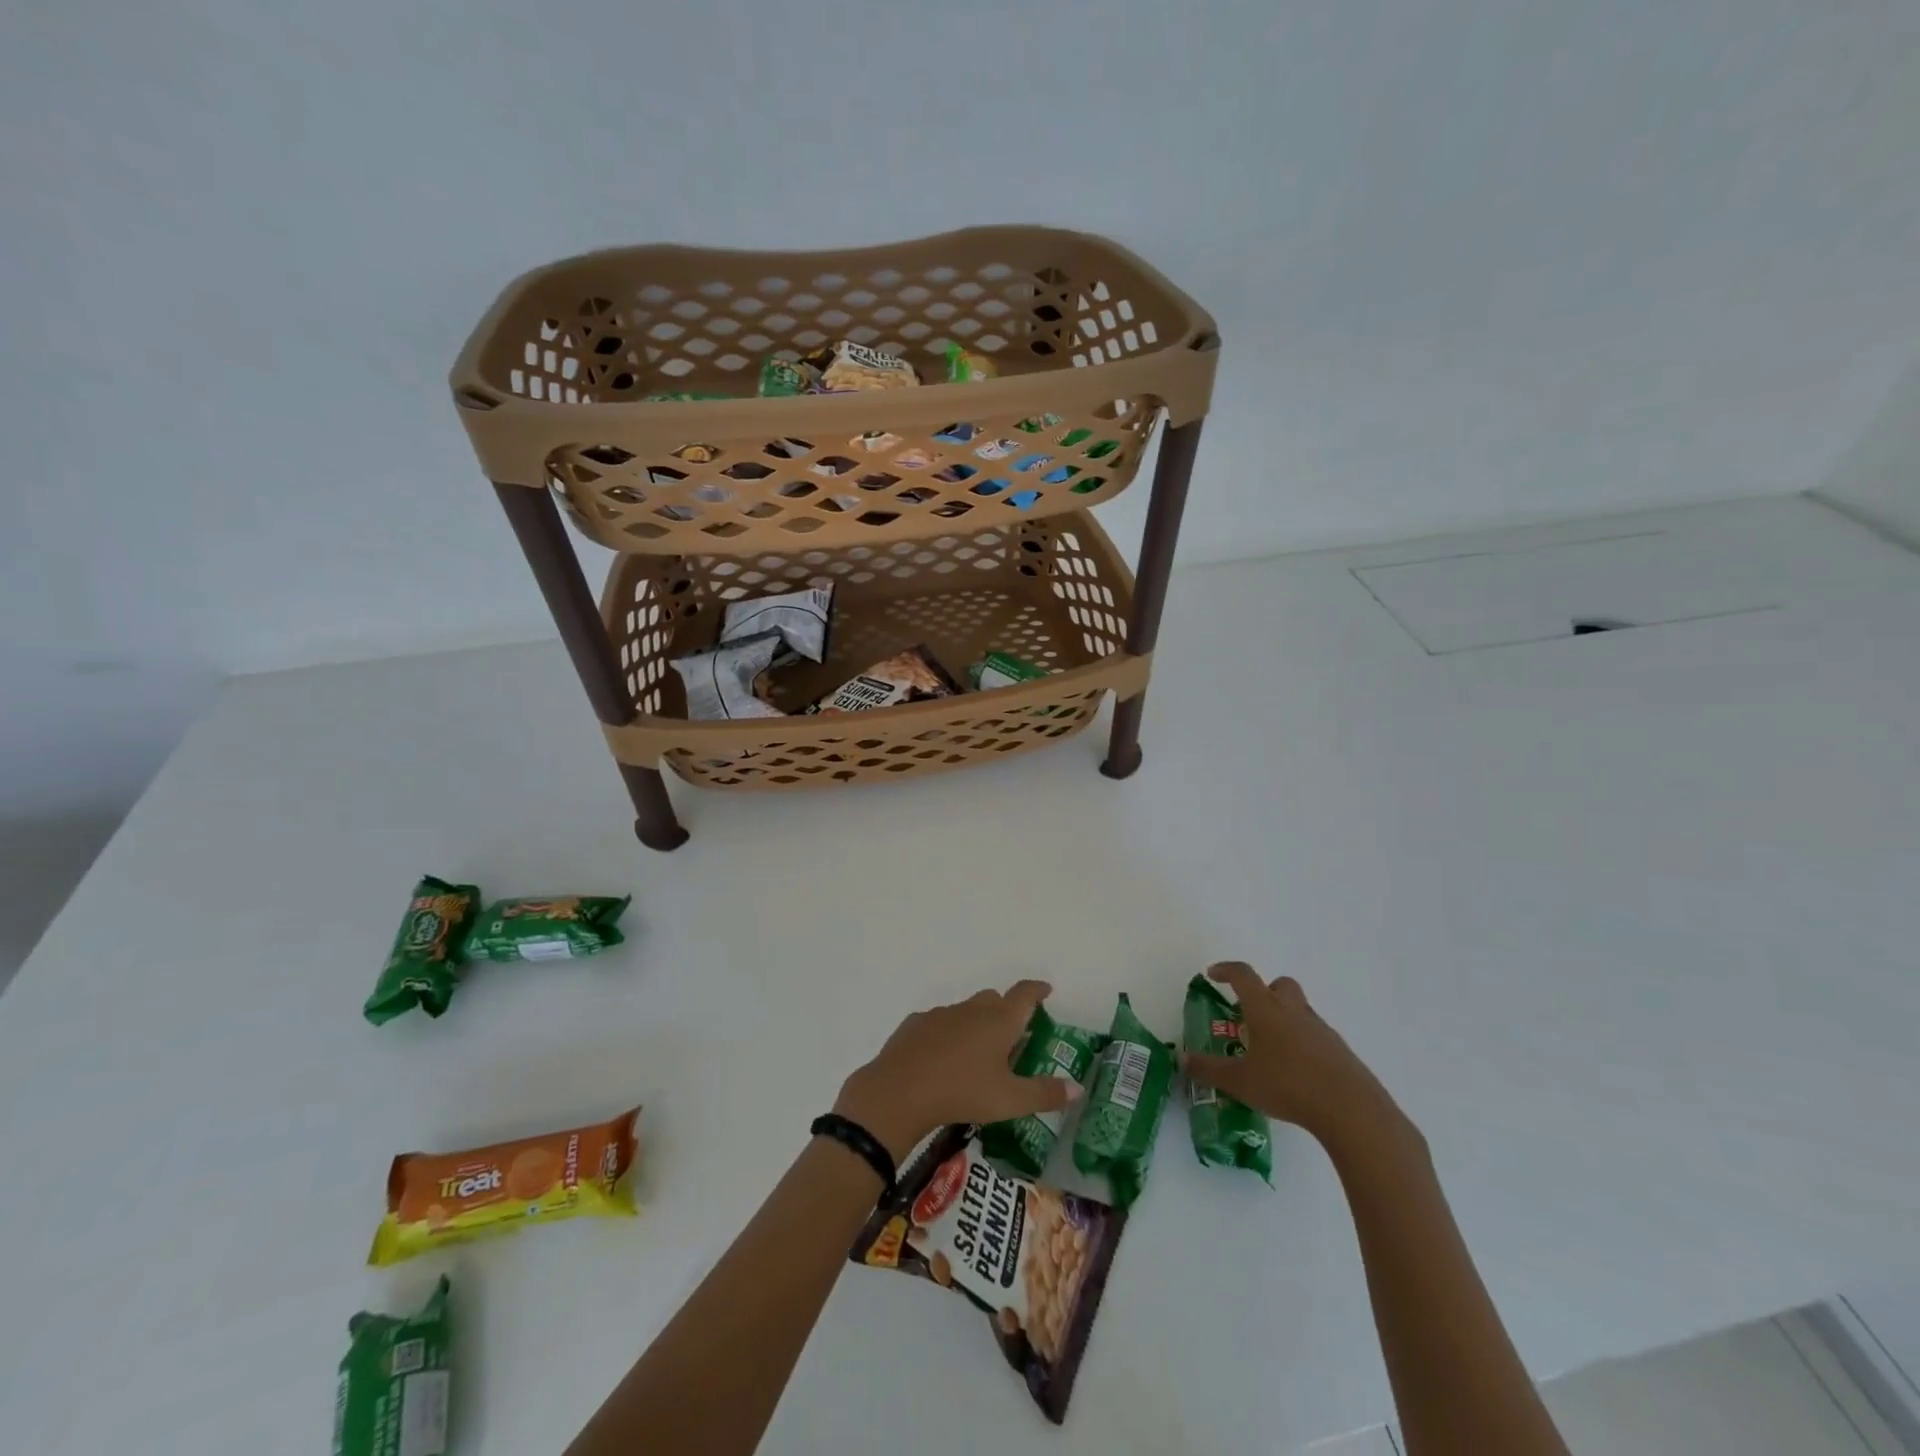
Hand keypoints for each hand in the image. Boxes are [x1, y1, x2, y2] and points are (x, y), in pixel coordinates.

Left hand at [833, 980, 1076, 1163]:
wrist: (899, 1091)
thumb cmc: (962, 1092)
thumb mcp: (1010, 1100)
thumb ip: (1045, 1093)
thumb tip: (1077, 1087)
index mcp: (999, 1020)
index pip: (1024, 994)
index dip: (1037, 990)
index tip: (1046, 990)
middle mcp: (972, 1009)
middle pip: (994, 999)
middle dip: (1006, 1010)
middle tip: (1013, 1034)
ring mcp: (941, 1014)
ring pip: (966, 1010)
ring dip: (976, 1023)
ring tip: (978, 1052)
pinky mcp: (915, 1024)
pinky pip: (939, 1023)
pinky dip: (948, 1034)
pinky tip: (943, 1058)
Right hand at [1182, 962, 1416, 1160]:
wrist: (1350, 1109)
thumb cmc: (1287, 1085)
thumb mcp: (1240, 1081)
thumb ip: (1209, 1070)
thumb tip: (1182, 1059)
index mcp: (1265, 1009)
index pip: (1243, 975)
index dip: (1226, 970)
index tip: (1213, 974)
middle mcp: (1293, 1011)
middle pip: (1280, 985)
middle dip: (1264, 991)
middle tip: (1249, 1014)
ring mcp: (1320, 1029)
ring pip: (1299, 1010)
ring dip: (1284, 1019)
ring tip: (1270, 1051)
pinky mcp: (1340, 1051)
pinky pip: (1315, 1036)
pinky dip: (1302, 1043)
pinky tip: (1296, 1072)